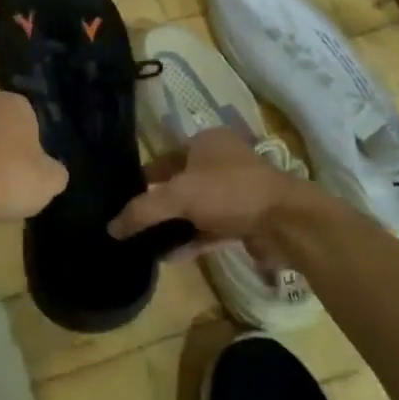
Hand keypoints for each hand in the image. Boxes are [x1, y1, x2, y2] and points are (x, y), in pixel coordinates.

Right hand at [108, 128, 302, 263]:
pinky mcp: (245, 220)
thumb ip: (143, 211)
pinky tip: (169, 257)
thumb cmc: (230, 192)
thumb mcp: (179, 196)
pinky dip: (192, 241)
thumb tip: (110, 228)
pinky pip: (210, 230)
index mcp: (206, 142)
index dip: (145, 175)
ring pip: (196, 208)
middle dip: (158, 204)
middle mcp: (221, 162)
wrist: (287, 222)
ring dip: (174, 225)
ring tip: (147, 244)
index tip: (124, 196)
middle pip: (180, 183)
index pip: (166, 156)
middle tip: (133, 223)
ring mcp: (235, 192)